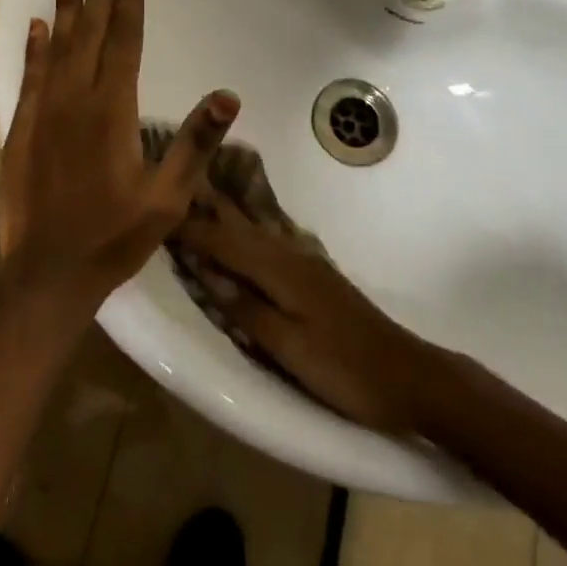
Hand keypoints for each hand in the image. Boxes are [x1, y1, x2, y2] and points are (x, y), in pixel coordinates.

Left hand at [0, 0, 239, 315]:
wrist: (47, 275)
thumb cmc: (113, 238)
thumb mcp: (167, 199)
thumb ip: (194, 144)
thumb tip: (229, 96)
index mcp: (113, 111)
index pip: (125, 39)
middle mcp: (75, 100)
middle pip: (91, 30)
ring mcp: (43, 112)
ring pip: (57, 44)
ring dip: (64, 2)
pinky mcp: (21, 129)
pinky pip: (30, 76)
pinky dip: (35, 46)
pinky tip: (37, 24)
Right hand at [175, 196, 433, 435]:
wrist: (409, 376)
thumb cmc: (346, 369)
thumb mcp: (291, 348)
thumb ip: (249, 311)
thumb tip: (208, 277)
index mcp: (282, 271)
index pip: (225, 242)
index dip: (191, 230)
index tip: (157, 214)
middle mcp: (293, 256)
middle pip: (241, 227)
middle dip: (207, 210)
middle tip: (175, 189)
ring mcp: (308, 264)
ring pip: (256, 233)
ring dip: (226, 218)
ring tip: (198, 204)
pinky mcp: (316, 277)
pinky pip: (269, 245)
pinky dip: (246, 237)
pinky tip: (241, 238)